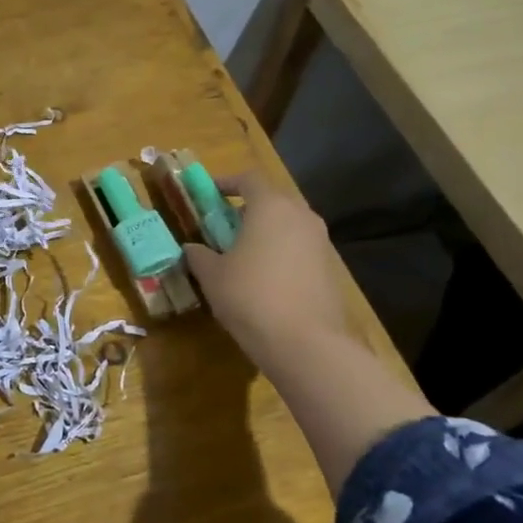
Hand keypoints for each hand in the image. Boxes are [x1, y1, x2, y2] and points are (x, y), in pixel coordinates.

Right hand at [183, 171, 358, 377]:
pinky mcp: (330, 269)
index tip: (208, 194)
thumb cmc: (250, 297)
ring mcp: (320, 242)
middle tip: (222, 227)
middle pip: (272, 200)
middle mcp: (301, 216)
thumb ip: (200, 255)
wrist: (306, 343)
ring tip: (242, 255)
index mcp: (271, 206)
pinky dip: (281, 254)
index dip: (226, 183)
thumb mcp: (212, 276)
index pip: (249, 179)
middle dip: (246, 209)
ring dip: (265, 233)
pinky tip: (264, 280)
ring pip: (288, 225)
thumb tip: (192, 248)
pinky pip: (299, 249)